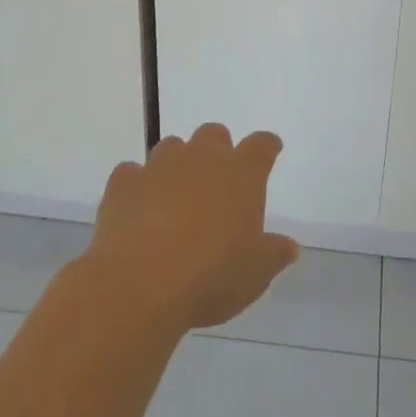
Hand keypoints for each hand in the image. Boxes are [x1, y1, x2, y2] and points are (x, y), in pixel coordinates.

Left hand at [83, 123, 299, 329]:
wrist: (141, 282)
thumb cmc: (211, 275)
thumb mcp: (255, 274)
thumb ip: (274, 254)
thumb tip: (290, 247)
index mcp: (241, 173)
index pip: (262, 146)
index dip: (267, 146)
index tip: (270, 150)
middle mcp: (202, 158)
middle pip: (214, 134)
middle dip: (217, 150)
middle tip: (217, 180)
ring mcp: (160, 165)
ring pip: (172, 147)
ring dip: (176, 165)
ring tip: (174, 197)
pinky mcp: (125, 182)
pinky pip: (132, 173)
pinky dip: (137, 186)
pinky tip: (137, 209)